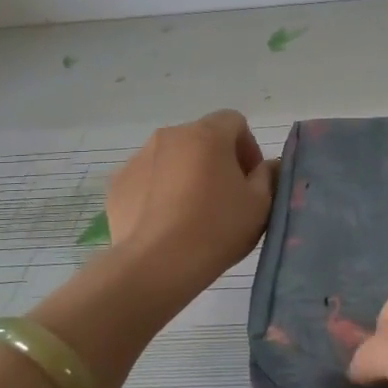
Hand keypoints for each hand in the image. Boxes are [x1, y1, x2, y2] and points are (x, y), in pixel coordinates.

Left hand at [105, 109, 276, 285]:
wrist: (156, 265)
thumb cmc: (216, 229)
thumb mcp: (260, 204)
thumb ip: (268, 176)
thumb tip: (267, 166)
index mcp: (207, 134)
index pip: (234, 121)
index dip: (248, 147)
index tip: (250, 179)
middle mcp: (170, 136)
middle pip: (201, 138)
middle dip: (216, 160)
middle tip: (225, 197)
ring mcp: (139, 158)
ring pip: (172, 158)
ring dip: (186, 174)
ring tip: (192, 213)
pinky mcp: (118, 183)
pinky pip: (148, 179)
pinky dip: (159, 192)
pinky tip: (166, 222)